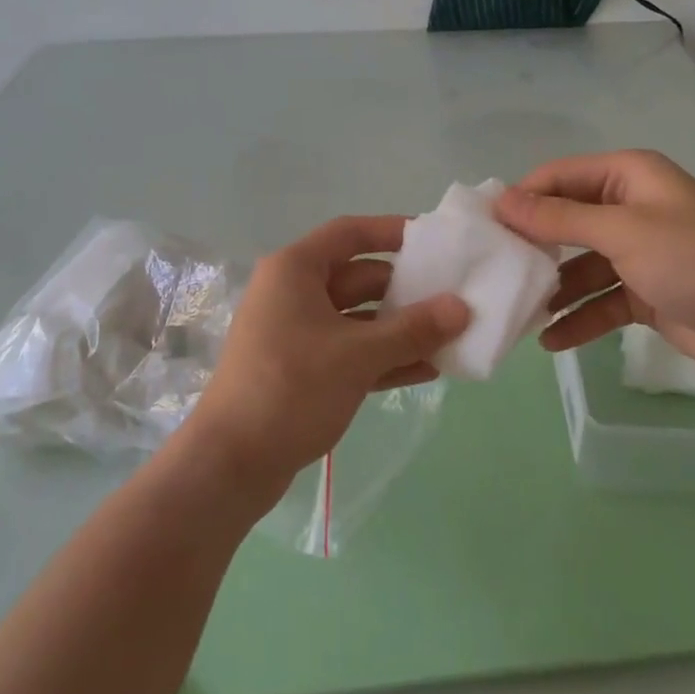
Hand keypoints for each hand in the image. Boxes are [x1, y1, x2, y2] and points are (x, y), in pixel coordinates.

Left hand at [185, 216, 469, 501]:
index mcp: (295, 270)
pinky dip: (382, 358)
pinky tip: (425, 371)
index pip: (350, 233)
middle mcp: (292, 293)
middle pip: (358, 277)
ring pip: (357, 319)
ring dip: (399, 330)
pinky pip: (349, 351)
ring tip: (450, 339)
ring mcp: (295, 332)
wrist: (232, 462)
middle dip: (405, 291)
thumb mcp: (358, 355)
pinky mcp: (301, 369)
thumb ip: (413, 329)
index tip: (435, 241)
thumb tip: (462, 307)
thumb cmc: (292, 388)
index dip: (392, 231)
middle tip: (454, 299)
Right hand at [492, 151, 694, 381]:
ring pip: (578, 265)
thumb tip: (501, 200)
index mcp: (627, 177)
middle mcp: (628, 208)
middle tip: (493, 269)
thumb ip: (559, 218)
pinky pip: (598, 301)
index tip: (485, 227)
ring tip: (516, 310)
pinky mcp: (642, 292)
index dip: (522, 198)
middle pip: (565, 221)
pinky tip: (550, 341)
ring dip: (552, 288)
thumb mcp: (623, 232)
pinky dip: (577, 318)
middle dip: (532, 245)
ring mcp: (635, 252)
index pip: (558, 177)